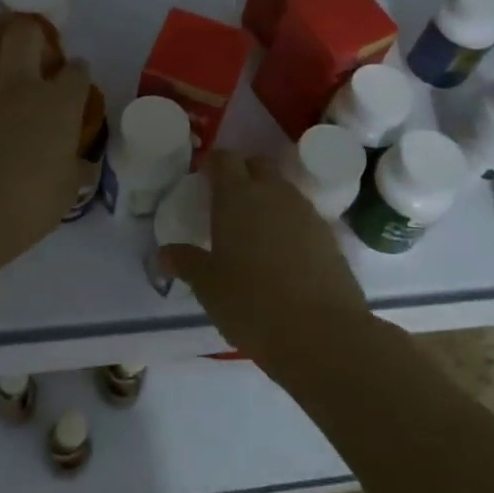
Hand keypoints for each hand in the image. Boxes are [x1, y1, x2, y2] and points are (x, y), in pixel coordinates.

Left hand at [0, 21, 92, 274]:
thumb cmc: (30, 203)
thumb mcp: (68, 188)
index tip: (77, 81)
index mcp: (59, 103)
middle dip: (34, 34)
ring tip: (6, 78)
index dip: (79, 73)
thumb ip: (73, 165)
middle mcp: (21, 87)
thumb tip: (77, 160)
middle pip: (25, 34)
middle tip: (39, 56)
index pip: (76, 70)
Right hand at [160, 150, 366, 359]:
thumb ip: (186, 263)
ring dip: (267, 198)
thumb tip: (164, 253)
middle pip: (257, 165)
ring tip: (253, 230)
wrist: (323, 333)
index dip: (213, 164)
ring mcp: (305, 211)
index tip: (203, 181)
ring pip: (282, 189)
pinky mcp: (329, 234)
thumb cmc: (252, 304)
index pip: (225, 158)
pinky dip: (288, 222)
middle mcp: (273, 193)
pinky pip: (301, 214)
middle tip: (226, 203)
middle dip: (242, 174)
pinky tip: (281, 253)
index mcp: (237, 196)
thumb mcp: (209, 287)